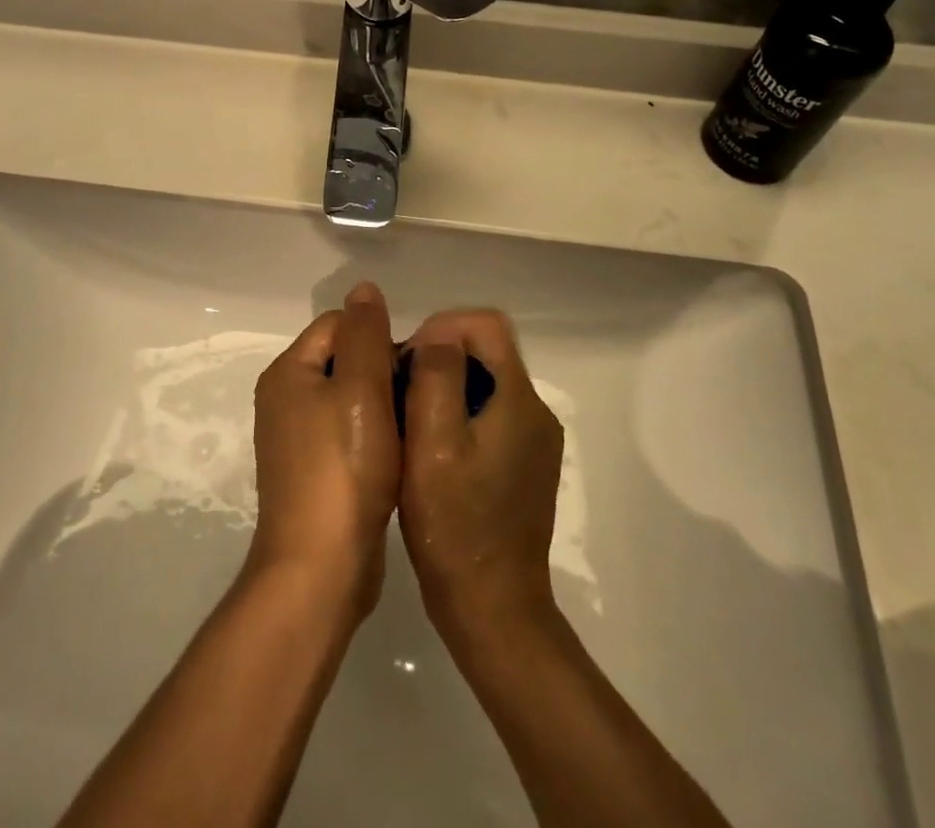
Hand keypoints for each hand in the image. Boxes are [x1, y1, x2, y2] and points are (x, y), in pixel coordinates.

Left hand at [247, 282, 401, 621]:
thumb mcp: (361, 389)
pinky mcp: (312, 471)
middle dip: (382, 370)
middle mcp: (284, 398)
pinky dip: (372, 435)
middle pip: (344, 358)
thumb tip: (364, 287)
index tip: (412, 368)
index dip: (379, 337)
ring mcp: (295, 438)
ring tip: (412, 424)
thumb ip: (365, 333)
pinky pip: (347, 432)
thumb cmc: (343, 469)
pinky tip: (397, 453)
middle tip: (417, 397)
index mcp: (288, 372)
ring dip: (382, 405)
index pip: (339, 324)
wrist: (321, 569)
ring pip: (350, 397)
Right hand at [398, 309, 564, 644]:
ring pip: (486, 383)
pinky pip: (490, 415)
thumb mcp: (433, 443)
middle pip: (486, 351)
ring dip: (446, 387)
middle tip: (400, 391)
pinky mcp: (524, 466)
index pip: (486, 325)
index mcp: (519, 398)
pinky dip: (458, 415)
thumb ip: (437, 377)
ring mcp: (533, 441)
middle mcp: (535, 411)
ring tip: (408, 421)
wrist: (492, 609)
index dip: (442, 327)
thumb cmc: (456, 525)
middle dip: (440, 357)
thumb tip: (439, 334)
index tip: (407, 361)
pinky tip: (430, 451)